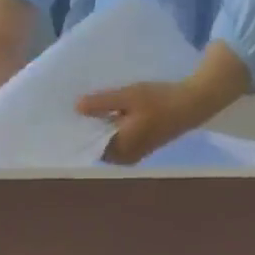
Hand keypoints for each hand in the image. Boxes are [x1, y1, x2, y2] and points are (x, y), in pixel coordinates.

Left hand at [75, 80, 204, 163]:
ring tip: (86, 112)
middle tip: (72, 111)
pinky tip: (105, 116)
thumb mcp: (128, 96)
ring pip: (107, 147)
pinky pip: (117, 144)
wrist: (188, 107)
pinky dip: (110, 132)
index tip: (66, 118)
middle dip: (87, 132)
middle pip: (98, 148)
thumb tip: (76, 108)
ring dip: (98, 132)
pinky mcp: (138, 150)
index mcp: (120, 149)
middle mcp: (124, 158)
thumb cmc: (158, 100)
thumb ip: (102, 103)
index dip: (79, 133)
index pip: (91, 147)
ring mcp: (132, 156)